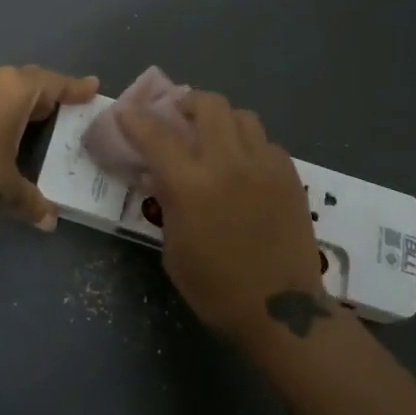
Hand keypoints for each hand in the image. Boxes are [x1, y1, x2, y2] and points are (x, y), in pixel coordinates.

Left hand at [0, 64, 100, 229]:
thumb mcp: (5, 190)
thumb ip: (30, 201)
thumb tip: (49, 221)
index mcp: (15, 89)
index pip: (55, 84)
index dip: (76, 88)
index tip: (93, 87)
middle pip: (28, 80)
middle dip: (46, 94)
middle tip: (63, 107)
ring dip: (15, 99)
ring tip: (28, 117)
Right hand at [119, 92, 326, 340]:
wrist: (281, 311)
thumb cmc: (216, 288)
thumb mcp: (173, 248)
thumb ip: (166, 200)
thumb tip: (159, 172)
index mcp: (191, 185)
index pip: (155, 133)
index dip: (135, 117)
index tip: (126, 112)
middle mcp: (227, 163)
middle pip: (207, 104)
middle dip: (187, 104)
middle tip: (178, 118)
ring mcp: (263, 165)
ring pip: (241, 115)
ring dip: (221, 120)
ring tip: (214, 138)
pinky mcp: (289, 174)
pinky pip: (265, 141)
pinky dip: (248, 145)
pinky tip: (244, 166)